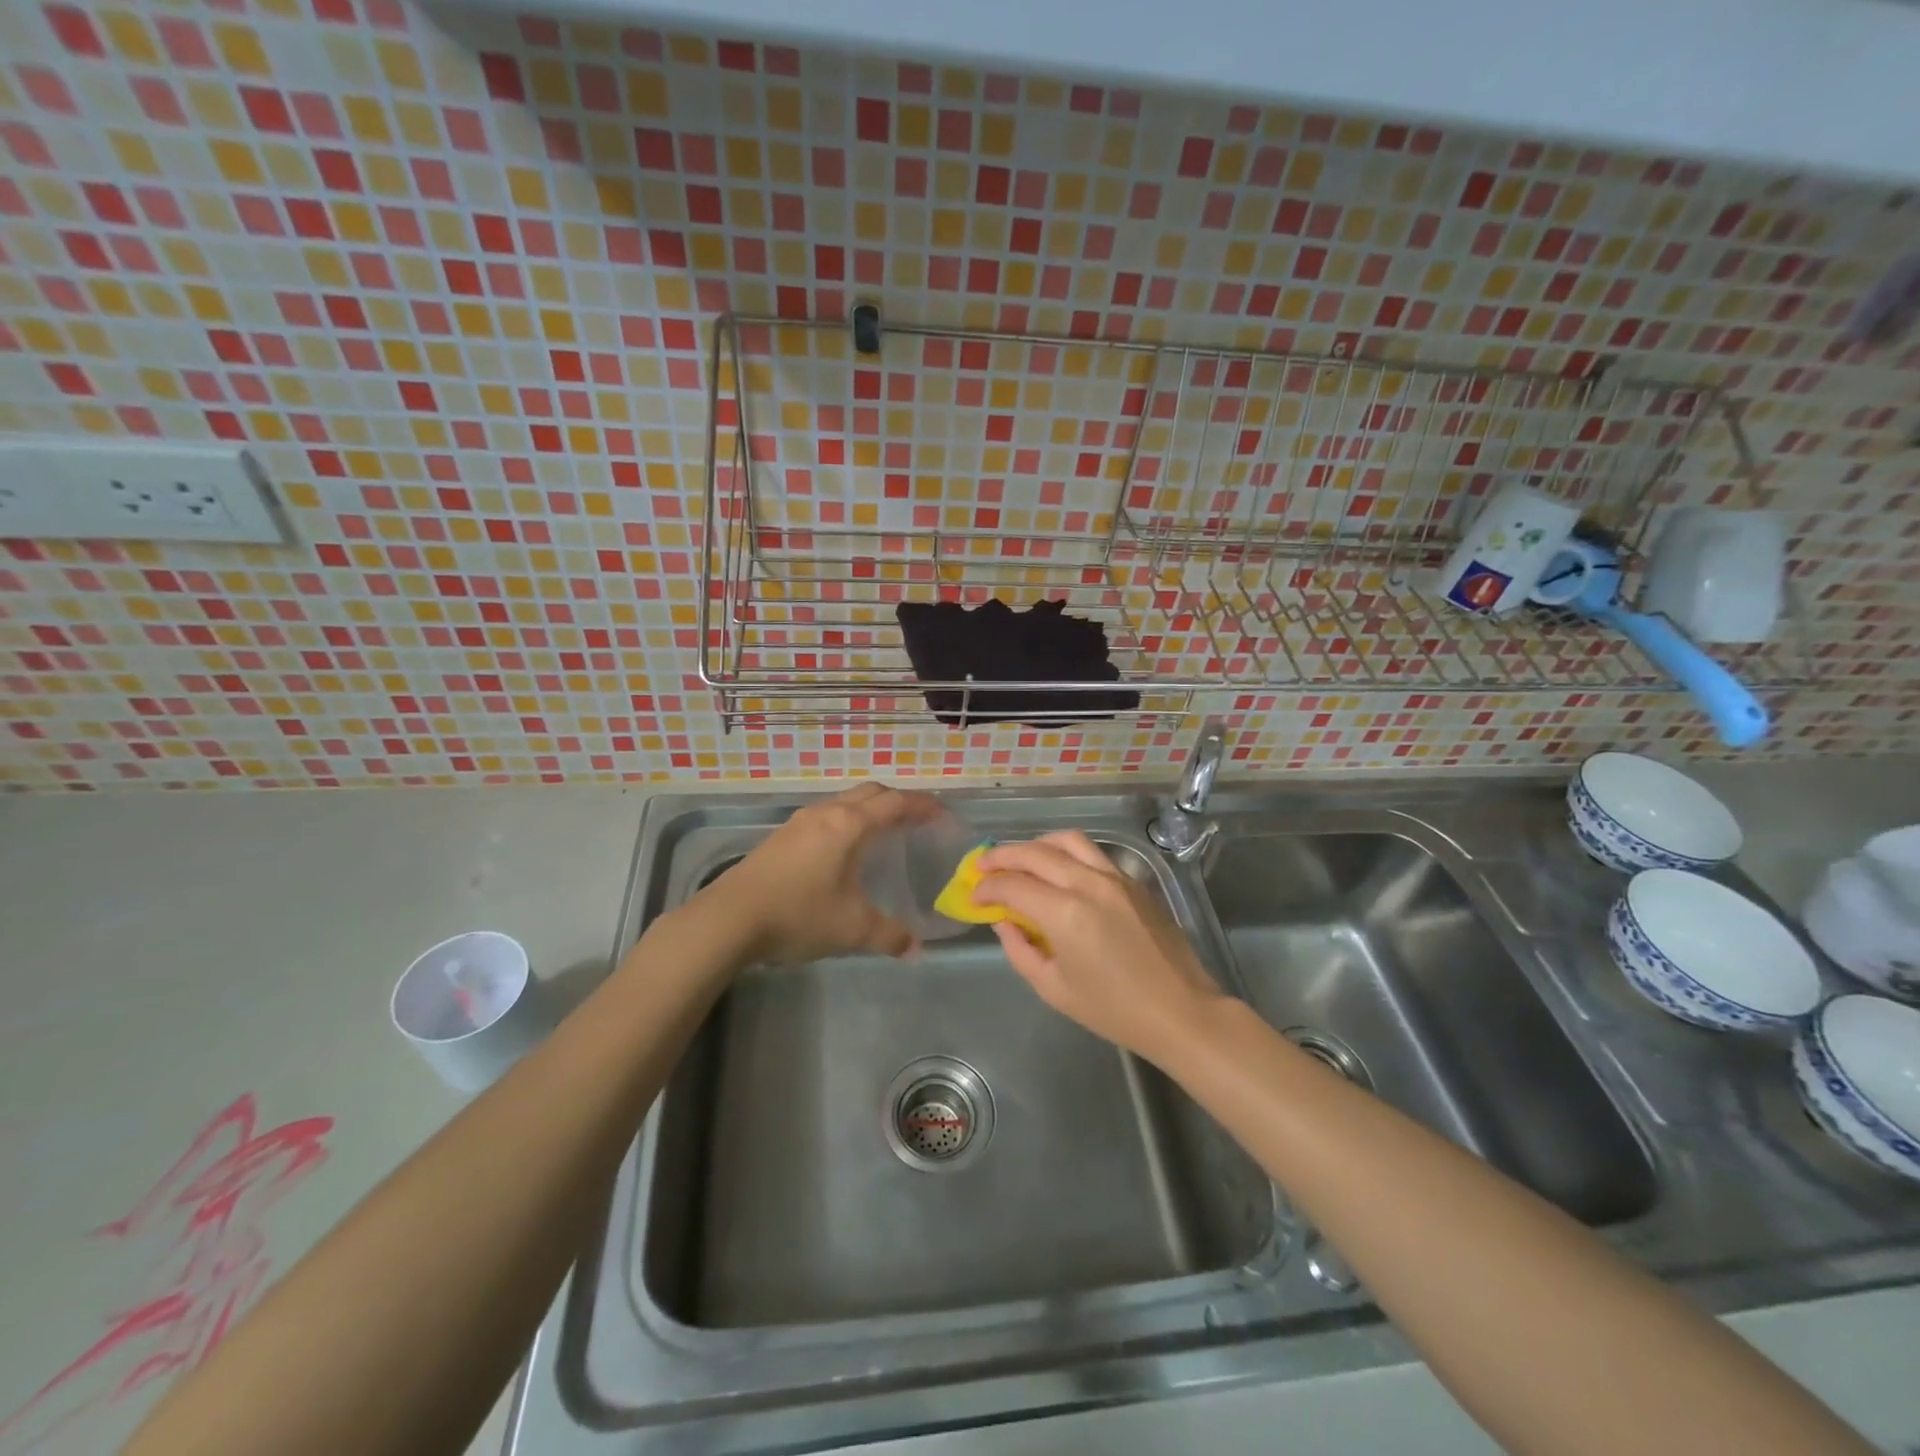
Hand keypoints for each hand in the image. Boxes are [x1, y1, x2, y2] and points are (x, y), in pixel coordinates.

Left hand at [700, 782, 937, 963]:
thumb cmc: (798, 914)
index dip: (923, 806)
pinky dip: (847, 821)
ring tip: (883, 834)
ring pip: (844, 801)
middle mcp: (827, 813)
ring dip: (869, 809)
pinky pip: (826, 816)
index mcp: (850, 825)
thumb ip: (890, 935)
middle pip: (871, 792)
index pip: (896, 803)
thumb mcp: (851, 928)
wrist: (729, 919)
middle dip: (898, 801)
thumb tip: (915, 949)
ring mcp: (800, 822)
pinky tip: (843, 851)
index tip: (944, 815)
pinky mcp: (782, 836)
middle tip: (917, 821)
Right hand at [974, 831, 1227, 1062]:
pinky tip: (1057, 869)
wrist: (1180, 1011)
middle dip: (1002, 856)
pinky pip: (1092, 853)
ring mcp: (1115, 877)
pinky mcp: (1133, 881)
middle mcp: (1088, 884)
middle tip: (983, 867)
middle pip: (1035, 853)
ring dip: (1035, 844)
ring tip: (1019, 859)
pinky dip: (1065, 852)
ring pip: (1067, 840)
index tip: (974, 896)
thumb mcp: (1054, 989)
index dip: (987, 887)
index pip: (1013, 884)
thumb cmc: (1114, 1010)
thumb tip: (1003, 921)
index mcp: (1065, 914)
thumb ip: (1020, 950)